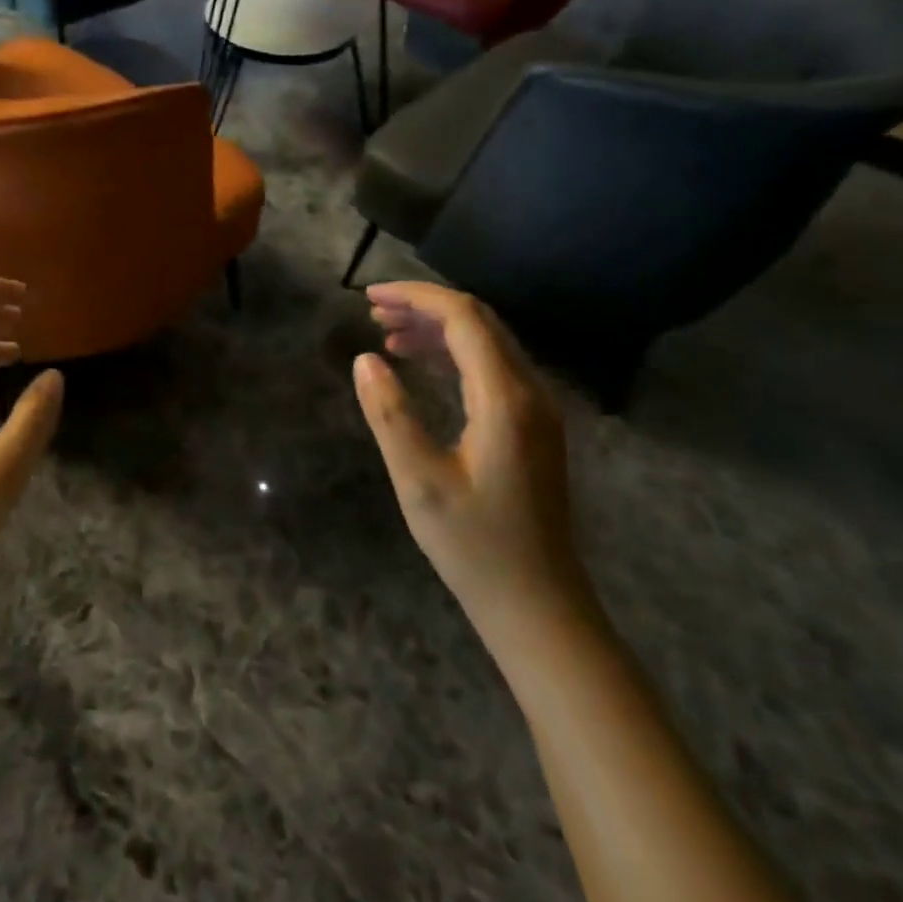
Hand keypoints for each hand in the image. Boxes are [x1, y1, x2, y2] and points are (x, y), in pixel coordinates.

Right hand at [352, 282, 589, 644]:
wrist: (538, 604)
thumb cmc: (474, 546)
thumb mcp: (419, 481)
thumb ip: (391, 414)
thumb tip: (365, 359)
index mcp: (506, 399)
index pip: (464, 318)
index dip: (416, 297)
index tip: (369, 297)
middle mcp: (530, 392)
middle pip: (479, 322)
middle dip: (425, 307)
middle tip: (373, 312)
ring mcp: (537, 410)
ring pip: (487, 344)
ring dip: (438, 330)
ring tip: (388, 334)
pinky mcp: (533, 427)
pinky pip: (492, 369)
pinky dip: (454, 355)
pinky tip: (421, 365)